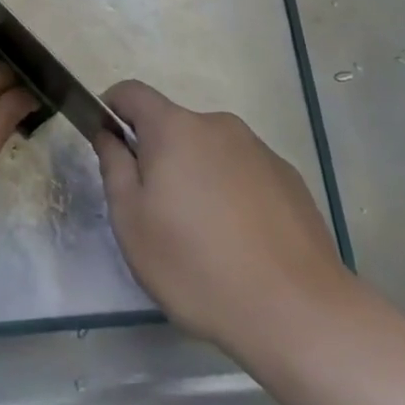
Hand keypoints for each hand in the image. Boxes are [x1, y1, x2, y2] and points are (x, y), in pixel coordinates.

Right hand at [93, 80, 354, 360]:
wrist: (297, 311)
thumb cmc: (196, 265)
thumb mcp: (132, 222)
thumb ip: (114, 167)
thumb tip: (110, 134)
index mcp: (175, 128)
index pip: (132, 92)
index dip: (111, 108)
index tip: (106, 141)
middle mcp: (218, 125)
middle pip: (173, 126)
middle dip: (157, 155)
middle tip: (155, 211)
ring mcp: (259, 150)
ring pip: (210, 152)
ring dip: (196, 176)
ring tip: (202, 236)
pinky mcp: (289, 178)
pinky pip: (243, 173)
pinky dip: (231, 194)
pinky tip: (240, 243)